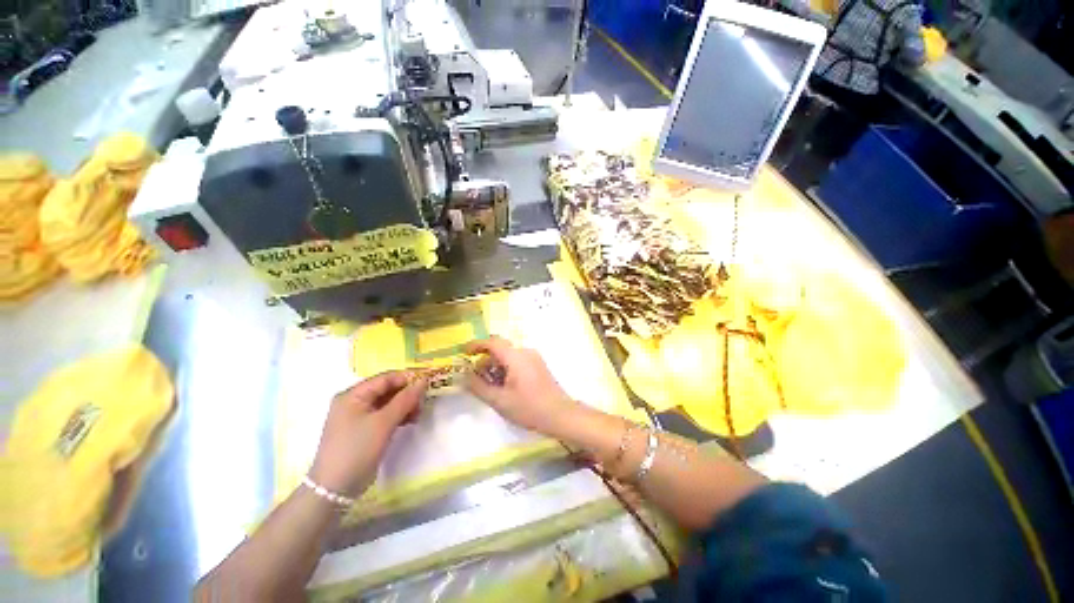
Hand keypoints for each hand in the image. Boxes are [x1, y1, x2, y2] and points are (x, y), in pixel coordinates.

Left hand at [309, 372, 426, 497]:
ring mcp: (358, 417)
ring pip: (388, 402)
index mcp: (353, 395)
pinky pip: (385, 415)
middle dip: (407, 394)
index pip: (385, 378)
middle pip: (387, 389)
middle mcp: (354, 402)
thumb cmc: (357, 449)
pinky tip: (410, 421)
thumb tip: (423, 380)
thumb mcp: (383, 422)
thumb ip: (405, 399)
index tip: (427, 383)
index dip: (407, 378)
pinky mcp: (364, 430)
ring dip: (405, 405)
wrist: (335, 489)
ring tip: (418, 414)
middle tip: (423, 403)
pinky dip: (398, 416)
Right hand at [464, 336, 582, 437]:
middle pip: (500, 349)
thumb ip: (478, 386)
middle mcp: (525, 352)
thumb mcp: (499, 400)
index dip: (476, 345)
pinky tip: (504, 387)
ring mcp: (534, 358)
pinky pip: (517, 361)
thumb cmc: (529, 408)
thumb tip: (462, 375)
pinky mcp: (538, 366)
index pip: (492, 342)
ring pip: (509, 356)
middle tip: (475, 378)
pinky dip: (506, 369)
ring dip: (496, 367)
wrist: (560, 415)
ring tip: (490, 387)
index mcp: (516, 356)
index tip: (463, 352)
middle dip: (485, 361)